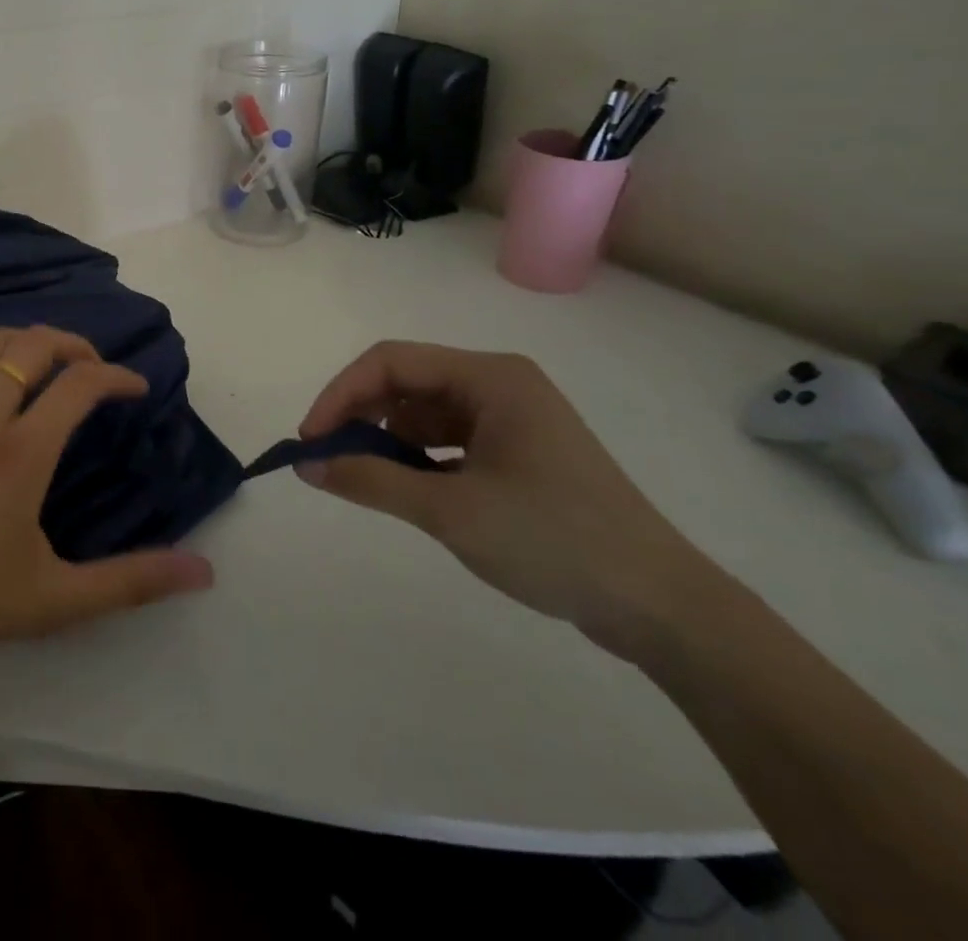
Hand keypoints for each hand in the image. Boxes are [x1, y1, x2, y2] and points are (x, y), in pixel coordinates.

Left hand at [0, 326, 214, 673]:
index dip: (117, 375)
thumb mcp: (59, 598)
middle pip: (36, 343)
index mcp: (22, 452)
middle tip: (96, 371)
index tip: (136, 389)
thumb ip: (133, 580)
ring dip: (33, 344)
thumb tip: (204, 572)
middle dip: (77, 345)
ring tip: (54, 369)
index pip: (80, 382)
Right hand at [297, 342, 716, 658]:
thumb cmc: (554, 540)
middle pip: (405, 382)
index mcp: (491, 378)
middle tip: (327, 460)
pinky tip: (405, 487)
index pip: (391, 361)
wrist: (661, 607)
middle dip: (359, 416)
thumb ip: (370, 480)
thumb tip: (306, 466)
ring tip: (363, 477)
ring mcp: (511, 419)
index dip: (341, 394)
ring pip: (423, 412)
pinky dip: (416, 457)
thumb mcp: (450, 511)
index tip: (310, 441)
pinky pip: (447, 439)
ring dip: (386, 438)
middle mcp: (499, 385)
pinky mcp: (517, 452)